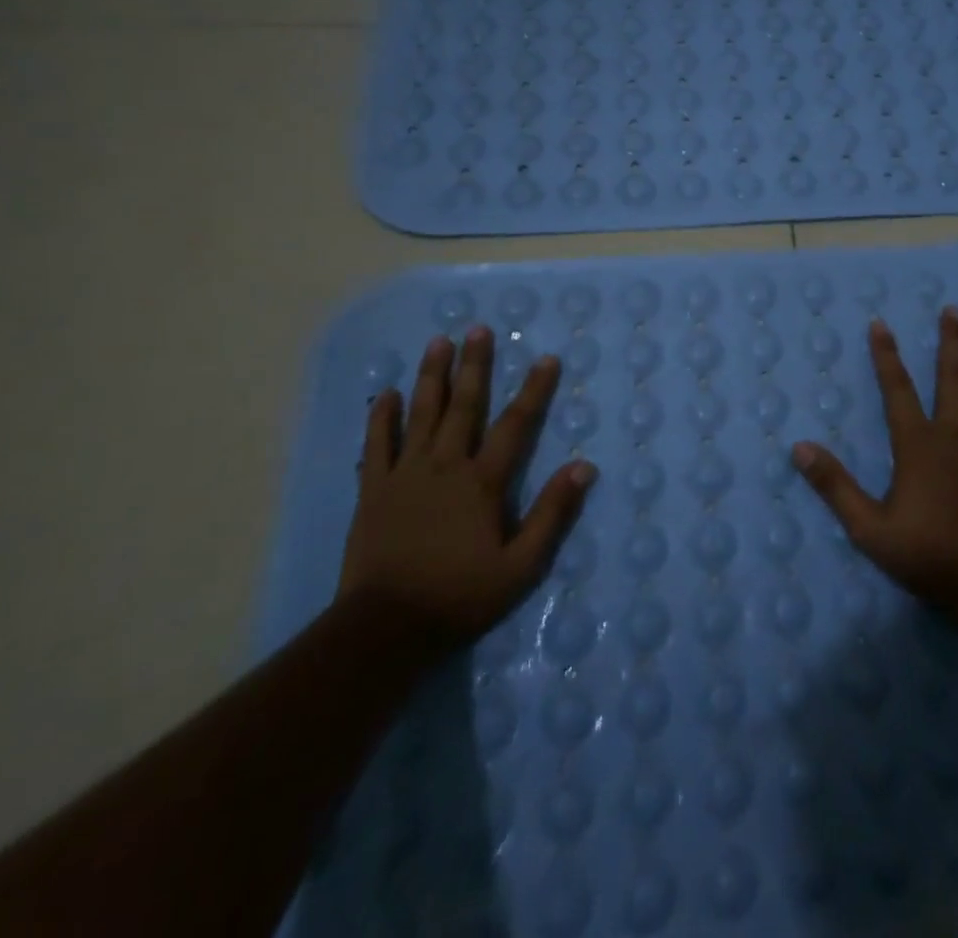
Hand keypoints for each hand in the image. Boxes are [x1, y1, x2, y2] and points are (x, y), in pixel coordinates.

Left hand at [338, 328, 596, 641]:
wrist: (384, 629)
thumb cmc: (459, 596)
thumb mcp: (521, 565)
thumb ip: (552, 513)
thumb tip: (584, 466)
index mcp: (482, 482)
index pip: (515, 425)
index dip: (533, 390)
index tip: (545, 358)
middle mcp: (445, 466)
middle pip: (463, 405)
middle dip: (474, 365)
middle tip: (478, 329)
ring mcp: (405, 474)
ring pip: (421, 414)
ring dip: (431, 376)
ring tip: (438, 342)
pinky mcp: (374, 490)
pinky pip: (377, 445)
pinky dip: (381, 418)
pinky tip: (385, 394)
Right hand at [792, 306, 957, 606]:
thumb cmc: (924, 552)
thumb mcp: (867, 526)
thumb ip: (834, 485)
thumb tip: (799, 448)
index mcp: (916, 443)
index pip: (897, 388)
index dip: (886, 355)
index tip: (880, 323)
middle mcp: (952, 434)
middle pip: (949, 378)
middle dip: (949, 342)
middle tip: (952, 310)